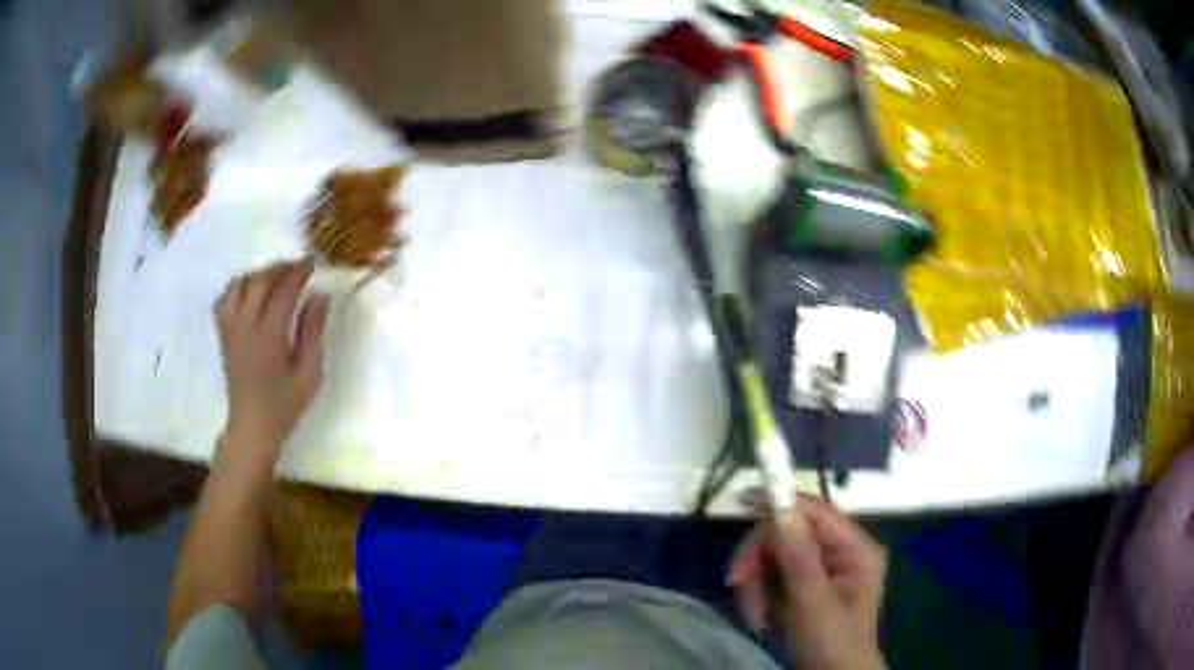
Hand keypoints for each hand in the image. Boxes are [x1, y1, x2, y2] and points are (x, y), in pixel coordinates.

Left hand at [214, 259, 329, 468]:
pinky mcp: (223, 334)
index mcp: (269, 338)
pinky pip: (225, 299)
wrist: (252, 426)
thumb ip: (313, 332)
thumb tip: (319, 296)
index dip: (298, 273)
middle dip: (279, 268)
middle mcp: (245, 327)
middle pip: (259, 282)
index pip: (283, 292)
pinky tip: (250, 292)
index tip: (311, 261)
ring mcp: (230, 329)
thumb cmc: (285, 405)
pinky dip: (238, 288)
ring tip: (274, 277)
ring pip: (239, 285)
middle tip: (296, 266)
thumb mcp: (309, 374)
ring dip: (258, 275)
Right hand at [727, 496, 886, 669]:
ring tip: (756, 617)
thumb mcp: (814, 605)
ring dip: (755, 585)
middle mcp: (839, 551)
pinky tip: (761, 618)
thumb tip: (782, 511)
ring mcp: (821, 569)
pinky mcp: (803, 586)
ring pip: (774, 556)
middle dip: (760, 560)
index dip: (782, 505)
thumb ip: (799, 560)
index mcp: (855, 549)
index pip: (816, 512)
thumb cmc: (831, 644)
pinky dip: (758, 596)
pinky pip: (771, 577)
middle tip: (737, 584)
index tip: (743, 505)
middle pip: (788, 533)